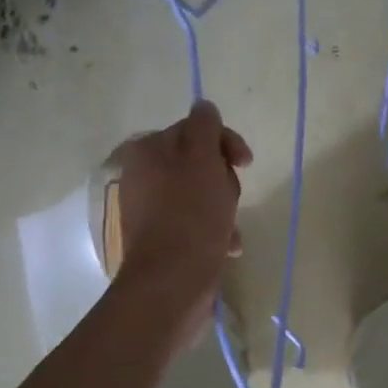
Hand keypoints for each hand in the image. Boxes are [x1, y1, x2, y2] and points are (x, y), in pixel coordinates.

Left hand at [113, 101, 251, 335]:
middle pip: (199, 164)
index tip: (246, 163)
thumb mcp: (203, 160)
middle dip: (224, 180)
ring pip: (201, 196)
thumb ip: (205, 127)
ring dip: (224, 209)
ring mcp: (150, 210)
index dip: (224, 143)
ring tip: (230, 230)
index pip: (194, 130)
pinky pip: (195, 224)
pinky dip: (214, 232)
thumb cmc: (191, 215)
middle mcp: (142, 177)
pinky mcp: (162, 240)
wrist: (172, 282)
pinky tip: (227, 248)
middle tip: (230, 198)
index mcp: (147, 151)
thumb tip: (204, 106)